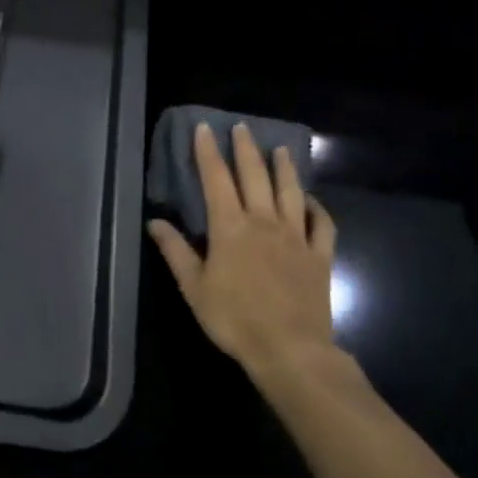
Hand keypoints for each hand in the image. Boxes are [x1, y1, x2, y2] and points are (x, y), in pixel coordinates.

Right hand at [149, 123, 349, 381]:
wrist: (290, 349)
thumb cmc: (234, 319)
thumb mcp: (193, 287)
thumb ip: (175, 251)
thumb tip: (154, 221)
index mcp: (230, 227)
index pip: (216, 179)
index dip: (208, 152)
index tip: (205, 128)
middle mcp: (264, 222)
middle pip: (255, 176)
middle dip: (246, 149)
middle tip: (242, 127)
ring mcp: (296, 237)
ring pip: (291, 192)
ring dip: (284, 168)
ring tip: (280, 149)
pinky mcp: (320, 256)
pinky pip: (323, 225)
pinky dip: (318, 208)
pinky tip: (311, 201)